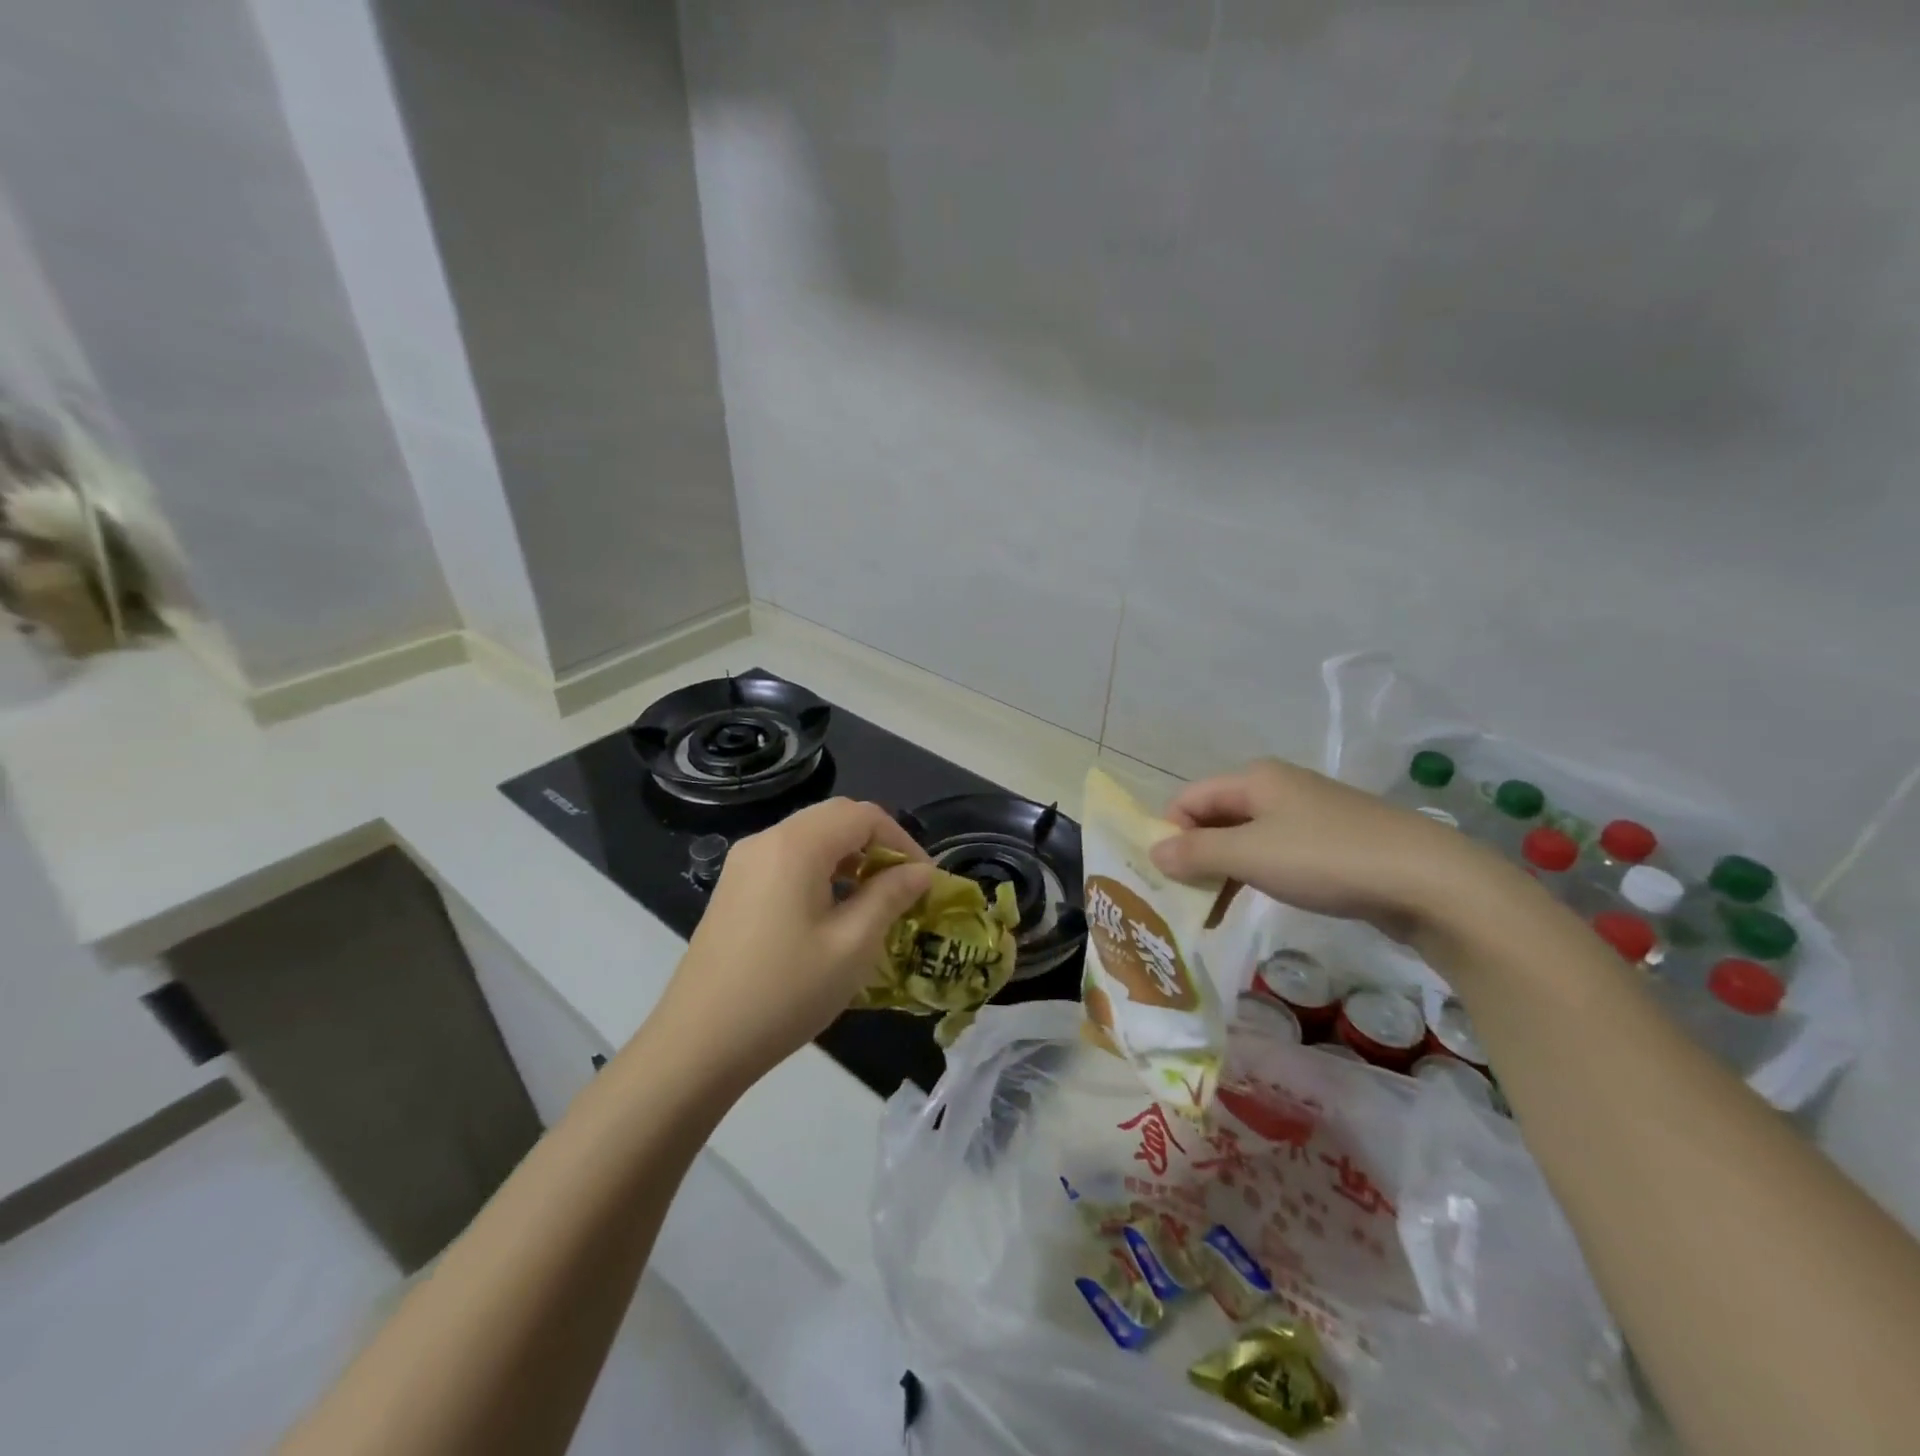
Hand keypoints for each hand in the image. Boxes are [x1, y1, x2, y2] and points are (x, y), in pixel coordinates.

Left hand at [656, 798, 934, 1087]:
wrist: (698, 1045)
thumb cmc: (785, 992)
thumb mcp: (852, 945)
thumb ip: (890, 897)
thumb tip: (921, 872)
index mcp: (795, 845)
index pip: (863, 815)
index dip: (902, 841)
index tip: (925, 880)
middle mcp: (766, 840)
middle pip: (835, 818)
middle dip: (876, 844)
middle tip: (904, 886)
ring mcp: (744, 863)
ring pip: (811, 837)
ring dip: (849, 857)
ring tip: (875, 900)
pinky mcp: (734, 888)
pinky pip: (788, 860)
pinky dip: (821, 871)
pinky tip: (833, 911)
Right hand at [1149, 758, 1510, 942]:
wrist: (1428, 881)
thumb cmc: (1326, 859)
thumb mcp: (1249, 855)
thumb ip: (1196, 853)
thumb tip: (1154, 851)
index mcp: (1254, 778)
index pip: (1189, 799)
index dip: (1169, 832)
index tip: (1162, 876)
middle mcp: (1278, 787)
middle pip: (1216, 817)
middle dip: (1194, 855)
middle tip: (1182, 899)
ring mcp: (1308, 815)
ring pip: (1246, 838)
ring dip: (1223, 870)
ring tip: (1212, 911)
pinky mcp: (1332, 843)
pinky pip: (1276, 853)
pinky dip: (1255, 875)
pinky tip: (1253, 902)